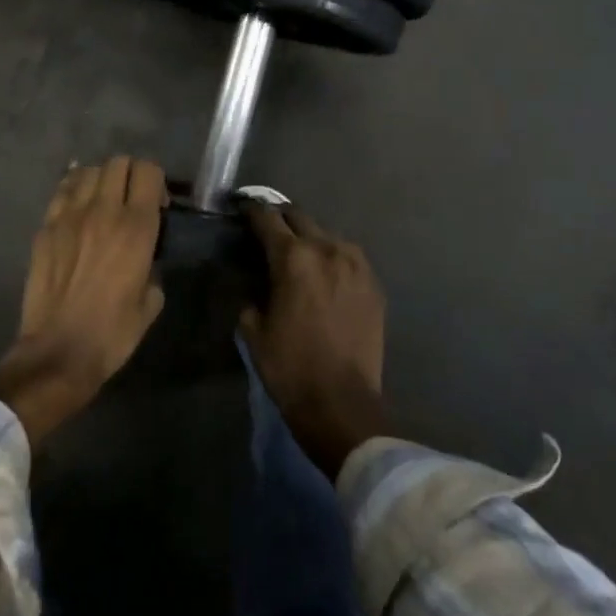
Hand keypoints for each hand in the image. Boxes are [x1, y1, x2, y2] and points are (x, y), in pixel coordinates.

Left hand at [0, 157, 167, 446]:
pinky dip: (74, 189)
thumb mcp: (151, 302)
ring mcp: (69, 216)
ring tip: (102, 202)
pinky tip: (78, 206)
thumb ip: (153, 267)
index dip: (156, 181)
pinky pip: (62, 190)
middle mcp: (103, 211)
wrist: (58, 352)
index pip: (148, 171)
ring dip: (101, 179)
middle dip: (130, 174)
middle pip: (118, 162)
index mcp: (136, 228)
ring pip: (88, 170)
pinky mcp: (45, 227)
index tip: (157, 205)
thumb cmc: (112, 333)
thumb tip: (145, 257)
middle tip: (131, 200)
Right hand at [240, 204, 390, 479]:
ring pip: (327, 234)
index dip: (251, 212)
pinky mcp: (374, 285)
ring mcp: (356, 265)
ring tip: (298, 253)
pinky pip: (349, 257)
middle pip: (299, 217)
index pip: (267, 218)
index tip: (242, 210)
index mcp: (293, 257)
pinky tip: (325, 274)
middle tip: (267, 229)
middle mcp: (327, 249)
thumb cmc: (289, 367)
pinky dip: (333, 258)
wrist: (342, 405)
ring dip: (309, 238)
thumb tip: (255, 284)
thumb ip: (251, 295)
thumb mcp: (254, 330)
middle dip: (280, 219)